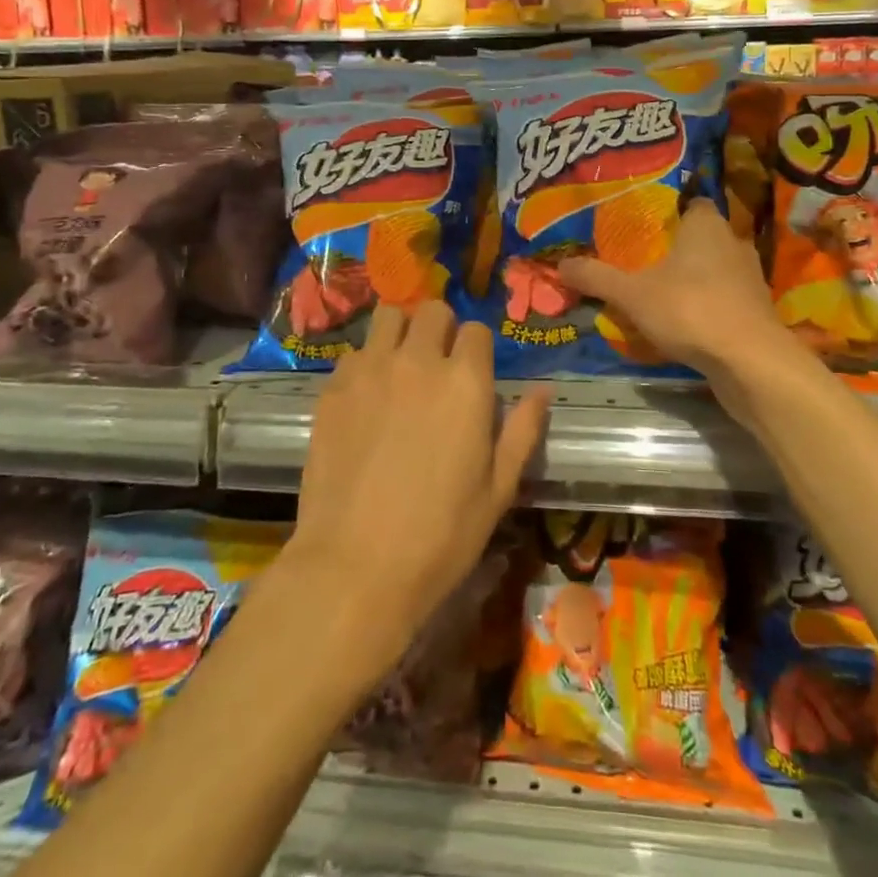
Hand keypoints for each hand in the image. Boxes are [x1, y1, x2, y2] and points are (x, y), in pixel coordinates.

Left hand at [284, 301, 549, 679]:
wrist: (354, 567)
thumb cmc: (440, 536)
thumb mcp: (498, 489)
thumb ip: (522, 430)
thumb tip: (543, 390)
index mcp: (466, 382)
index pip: (476, 330)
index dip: (477, 349)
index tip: (473, 373)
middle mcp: (418, 361)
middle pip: (433, 310)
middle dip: (441, 329)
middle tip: (437, 365)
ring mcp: (371, 370)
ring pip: (389, 316)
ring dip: (400, 332)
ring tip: (400, 366)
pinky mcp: (334, 388)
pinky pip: (355, 353)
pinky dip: (366, 363)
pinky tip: (366, 398)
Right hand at [558, 200, 798, 411]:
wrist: (750, 362)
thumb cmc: (690, 309)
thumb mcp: (632, 294)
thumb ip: (597, 277)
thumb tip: (561, 263)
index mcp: (707, 225)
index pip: (692, 203)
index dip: (670, 212)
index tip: (645, 226)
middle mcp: (733, 243)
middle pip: (702, 237)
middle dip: (677, 248)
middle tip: (644, 260)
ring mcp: (750, 279)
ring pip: (716, 269)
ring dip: (694, 279)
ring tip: (660, 293)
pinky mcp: (757, 311)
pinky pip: (725, 299)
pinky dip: (708, 306)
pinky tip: (685, 322)